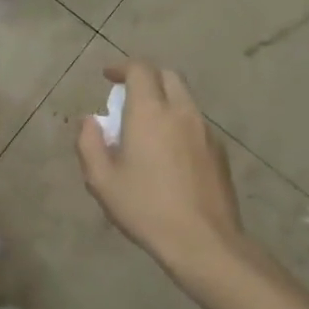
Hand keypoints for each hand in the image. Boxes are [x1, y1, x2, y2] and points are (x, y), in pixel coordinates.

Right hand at [76, 59, 247, 284]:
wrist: (203, 241)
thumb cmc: (146, 208)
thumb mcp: (102, 180)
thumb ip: (89, 143)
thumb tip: (89, 121)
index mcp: (150, 112)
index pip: (140, 69)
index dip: (122, 67)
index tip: (108, 77)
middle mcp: (181, 112)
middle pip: (167, 76)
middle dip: (146, 78)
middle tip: (127, 96)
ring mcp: (205, 130)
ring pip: (184, 98)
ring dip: (164, 100)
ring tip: (147, 126)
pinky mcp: (219, 151)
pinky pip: (196, 123)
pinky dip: (179, 122)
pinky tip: (169, 152)